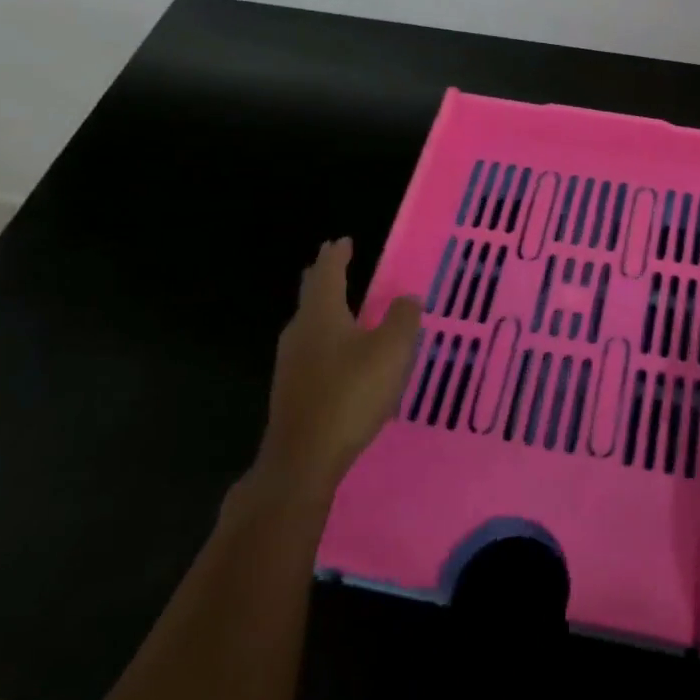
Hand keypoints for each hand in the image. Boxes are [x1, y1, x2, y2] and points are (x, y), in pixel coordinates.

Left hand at [253, 238, 420, 499]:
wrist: (303, 458)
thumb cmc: (350, 394)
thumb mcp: (391, 352)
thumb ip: (403, 319)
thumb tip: (408, 298)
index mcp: (321, 314)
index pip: (327, 273)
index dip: (337, 255)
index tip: (342, 241)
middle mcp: (300, 331)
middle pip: (311, 295)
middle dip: (322, 276)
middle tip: (332, 261)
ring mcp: (291, 363)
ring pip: (309, 323)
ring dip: (324, 307)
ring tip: (341, 303)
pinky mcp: (292, 390)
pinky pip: (310, 348)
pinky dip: (325, 336)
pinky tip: (338, 352)